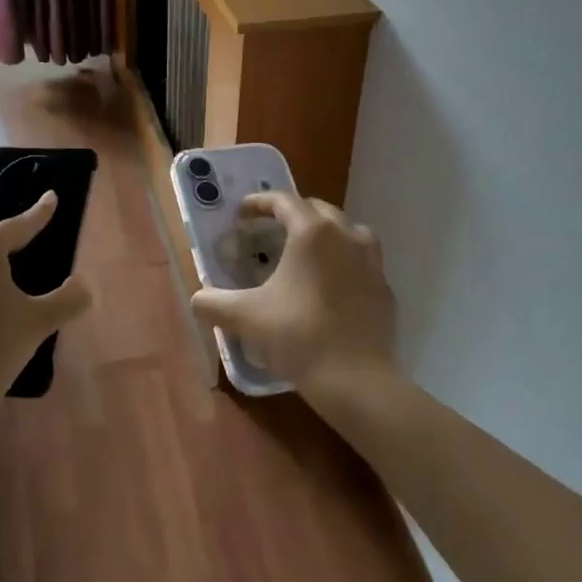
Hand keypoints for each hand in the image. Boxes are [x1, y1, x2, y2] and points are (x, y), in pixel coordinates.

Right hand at [190, 192, 397, 400]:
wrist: (356, 380)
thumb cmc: (298, 336)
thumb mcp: (245, 317)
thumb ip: (213, 303)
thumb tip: (197, 300)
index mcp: (311, 233)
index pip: (284, 201)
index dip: (260, 203)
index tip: (242, 213)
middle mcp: (345, 236)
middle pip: (318, 209)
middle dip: (292, 213)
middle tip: (270, 229)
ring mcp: (371, 262)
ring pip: (347, 231)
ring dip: (325, 232)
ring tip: (306, 250)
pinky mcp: (384, 288)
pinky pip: (362, 261)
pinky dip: (345, 261)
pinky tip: (331, 284)